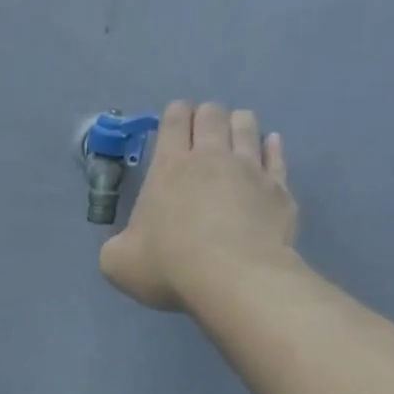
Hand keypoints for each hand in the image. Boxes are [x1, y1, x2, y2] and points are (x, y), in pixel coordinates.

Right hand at [99, 100, 298, 312]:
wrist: (234, 280)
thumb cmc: (170, 267)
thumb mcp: (119, 263)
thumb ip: (115, 247)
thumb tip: (122, 244)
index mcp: (169, 166)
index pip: (173, 119)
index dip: (173, 116)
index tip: (173, 126)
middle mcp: (211, 157)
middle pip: (212, 114)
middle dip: (205, 116)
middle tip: (200, 136)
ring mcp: (250, 169)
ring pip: (246, 125)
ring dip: (237, 124)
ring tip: (233, 137)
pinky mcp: (278, 189)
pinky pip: (277, 155)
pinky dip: (271, 147)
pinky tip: (270, 147)